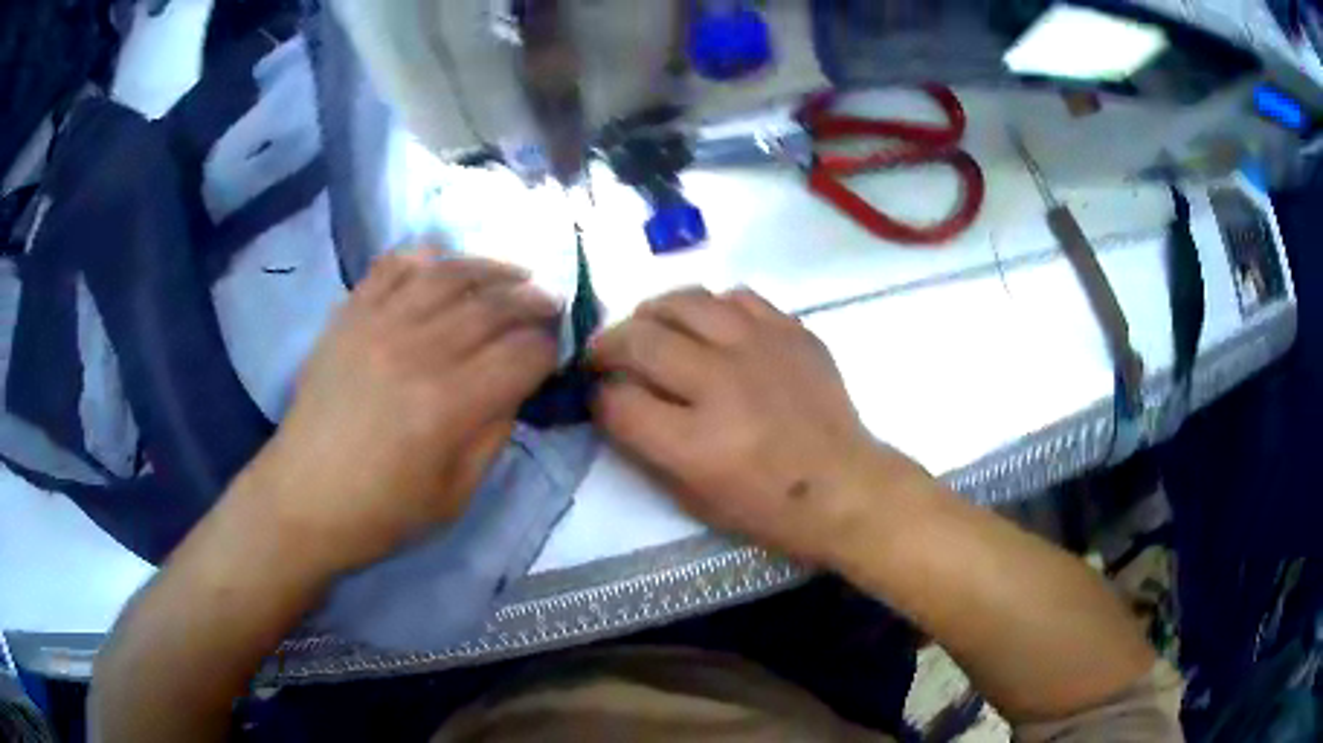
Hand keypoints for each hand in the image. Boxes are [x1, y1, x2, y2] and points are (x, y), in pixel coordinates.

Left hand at [243, 251, 560, 572]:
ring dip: (491, 268)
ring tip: (514, 274)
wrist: (302, 499)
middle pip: (493, 306)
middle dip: (533, 301)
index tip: (557, 352)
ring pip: (449, 274)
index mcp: (449, 406)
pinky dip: (424, 257)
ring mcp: (378, 325)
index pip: (521, 355)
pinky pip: (392, 267)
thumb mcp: (455, 497)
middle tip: (551, 303)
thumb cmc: (381, 513)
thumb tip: (514, 389)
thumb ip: (493, 437)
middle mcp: (417, 351)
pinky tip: (444, 265)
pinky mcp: (349, 316)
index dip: (549, 349)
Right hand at [590, 288, 930, 563]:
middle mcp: (723, 384)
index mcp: (696, 443)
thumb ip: (645, 446)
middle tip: (607, 356)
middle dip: (608, 346)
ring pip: (684, 301)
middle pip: (640, 338)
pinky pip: (736, 297)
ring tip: (650, 329)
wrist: (844, 486)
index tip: (598, 395)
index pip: (617, 400)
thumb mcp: (691, 498)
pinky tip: (709, 328)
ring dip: (653, 313)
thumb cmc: (766, 507)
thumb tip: (614, 399)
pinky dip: (710, 308)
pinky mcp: (792, 331)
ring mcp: (761, 349)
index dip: (597, 397)